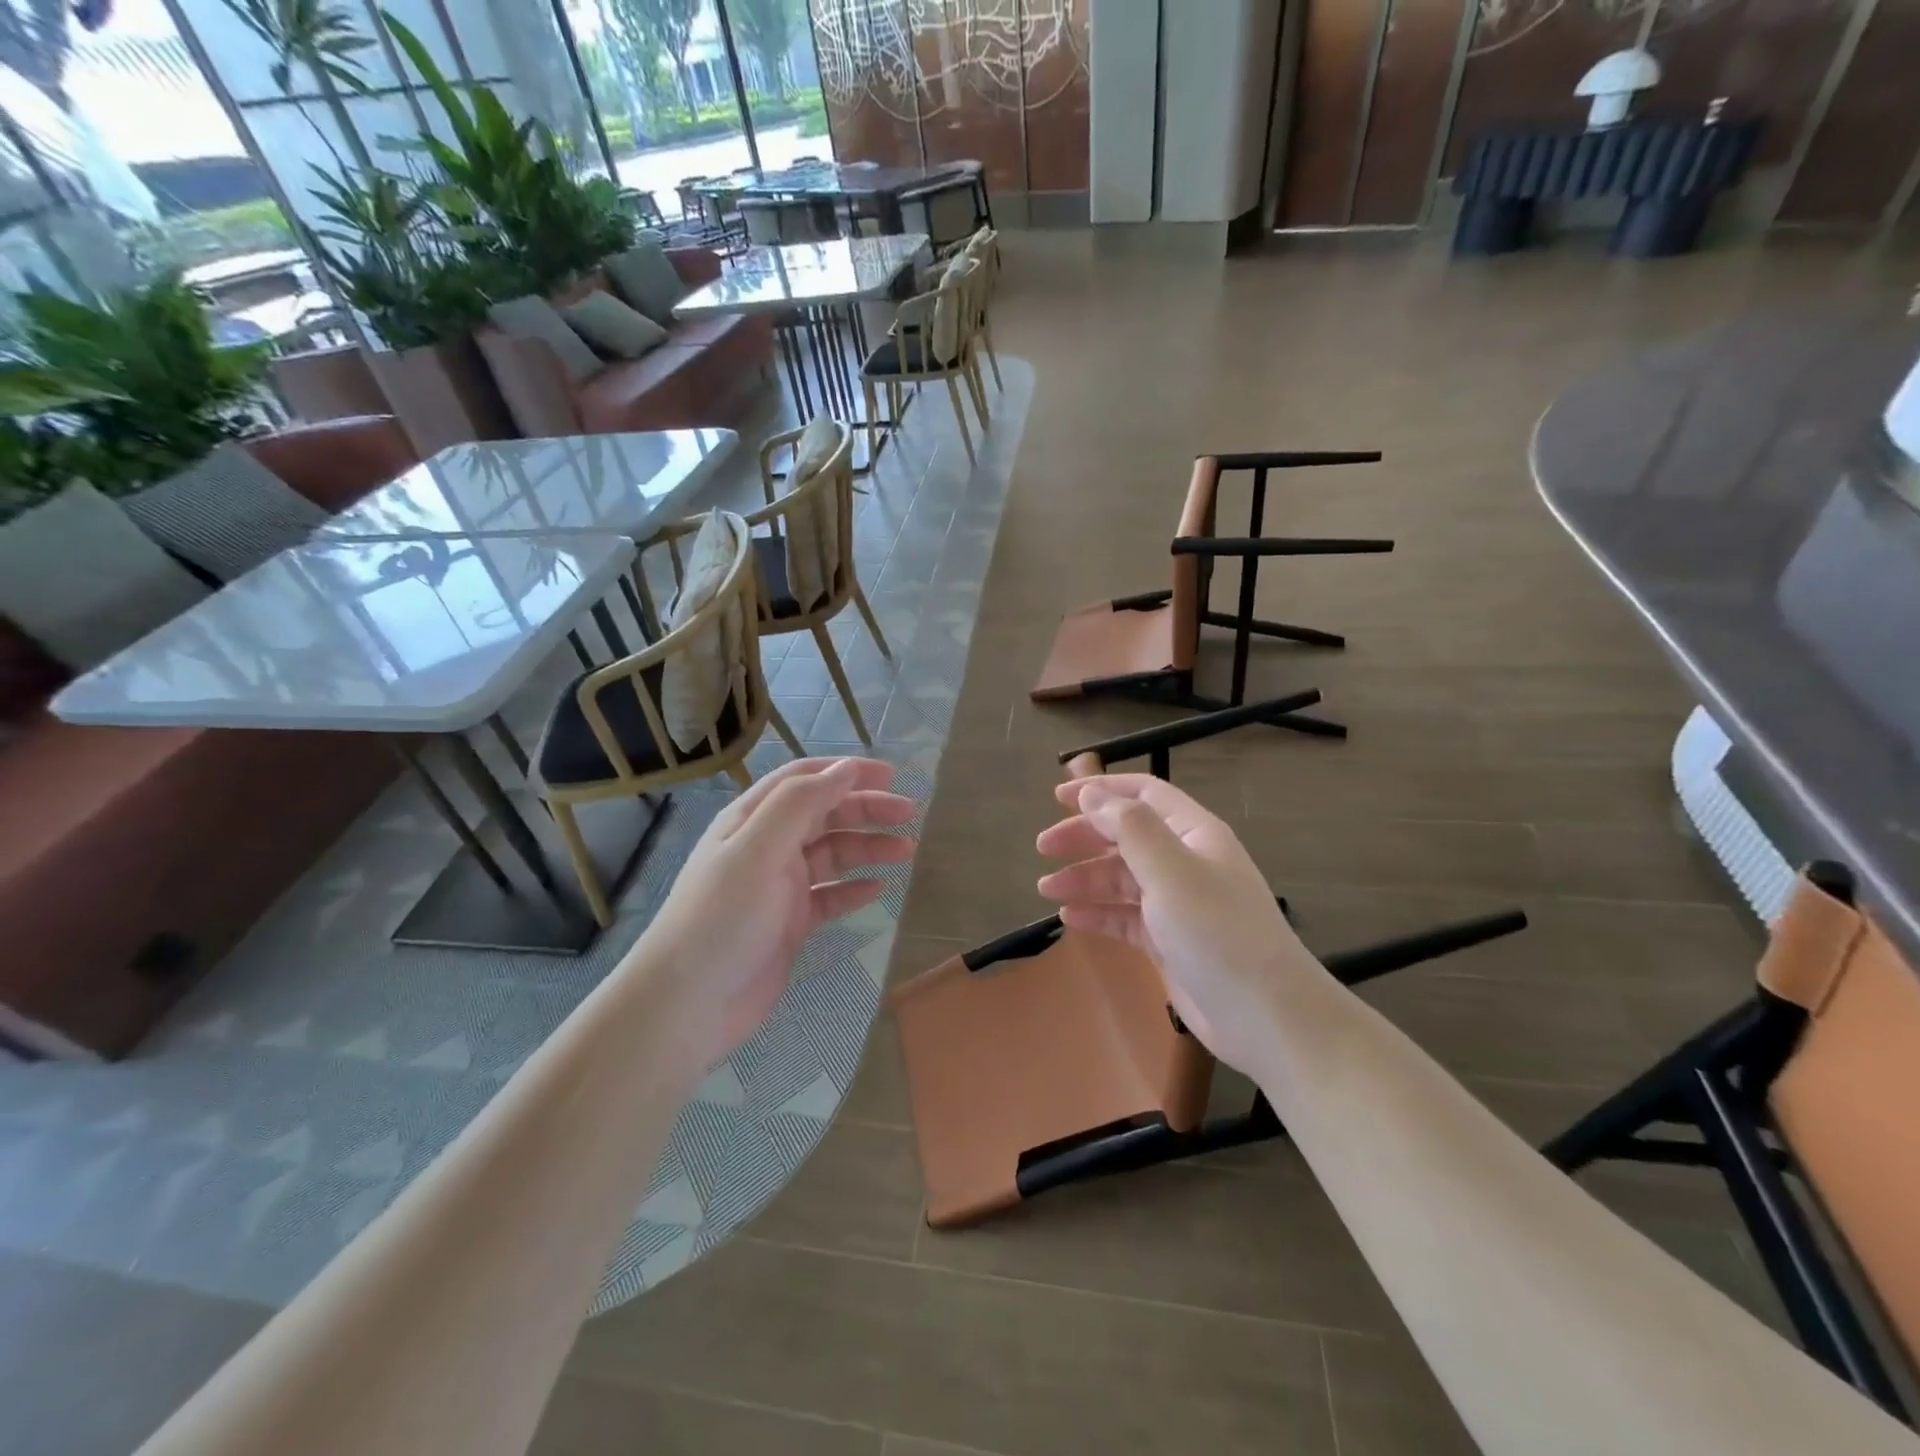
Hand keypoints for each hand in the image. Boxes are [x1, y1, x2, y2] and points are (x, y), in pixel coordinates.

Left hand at [634, 757, 916, 1068]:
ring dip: (868, 847)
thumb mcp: (757, 850)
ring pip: (832, 855)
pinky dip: (855, 889)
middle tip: (909, 813)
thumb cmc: (722, 918)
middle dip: (866, 808)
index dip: (846, 772)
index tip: (890, 775)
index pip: (804, 780)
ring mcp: (778, 886)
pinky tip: (879, 889)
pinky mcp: (789, 923)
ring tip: (906, 851)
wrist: (688, 1004)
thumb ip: (800, 804)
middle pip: (824, 814)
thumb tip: (846, 769)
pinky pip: (830, 896)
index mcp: (752, 820)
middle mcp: (766, 846)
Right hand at [1035, 774, 1313, 1074]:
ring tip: (1046, 889)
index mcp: (1194, 833)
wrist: (1265, 1017)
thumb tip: (1092, 795)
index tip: (1057, 798)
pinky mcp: (1169, 941)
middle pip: (1126, 835)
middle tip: (1043, 848)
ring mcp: (1178, 903)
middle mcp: (1185, 861)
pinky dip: (1098, 913)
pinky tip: (1069, 918)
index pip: (1143, 795)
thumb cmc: (1218, 932)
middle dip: (1084, 836)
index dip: (1101, 790)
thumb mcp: (1171, 871)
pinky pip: (1125, 916)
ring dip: (1084, 878)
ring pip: (1121, 878)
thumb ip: (1129, 828)